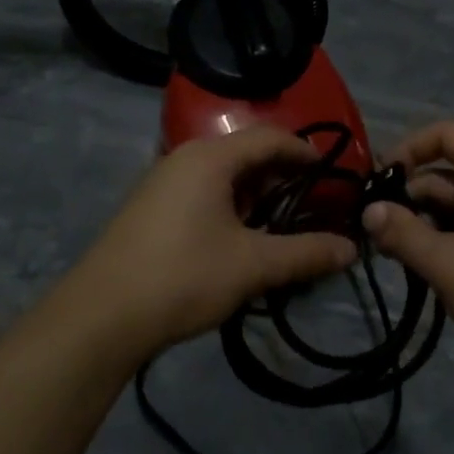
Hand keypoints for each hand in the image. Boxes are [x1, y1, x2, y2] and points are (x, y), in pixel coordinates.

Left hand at [66, 126, 358, 360]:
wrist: (101, 316)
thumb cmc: (183, 276)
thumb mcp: (252, 265)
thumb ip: (305, 253)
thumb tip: (352, 249)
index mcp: (210, 157)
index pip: (270, 138)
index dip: (305, 152)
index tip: (334, 175)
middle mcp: (185, 158)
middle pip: (246, 154)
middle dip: (283, 178)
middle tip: (313, 207)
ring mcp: (163, 182)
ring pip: (223, 177)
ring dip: (256, 196)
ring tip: (282, 228)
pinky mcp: (151, 208)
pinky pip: (202, 193)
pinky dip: (230, 207)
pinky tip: (241, 241)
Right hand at [361, 121, 453, 371]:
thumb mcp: (447, 264)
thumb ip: (403, 233)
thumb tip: (368, 211)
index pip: (447, 134)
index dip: (410, 147)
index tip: (380, 179)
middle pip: (446, 171)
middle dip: (409, 195)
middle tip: (376, 229)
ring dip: (422, 221)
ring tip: (393, 253)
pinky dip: (442, 238)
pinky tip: (423, 267)